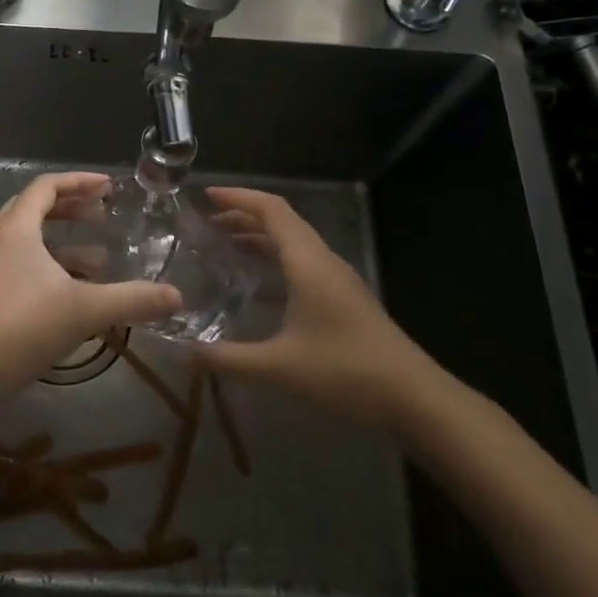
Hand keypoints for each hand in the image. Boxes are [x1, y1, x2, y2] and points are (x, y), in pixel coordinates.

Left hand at [0, 172, 182, 422]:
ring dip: (59, 240)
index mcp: (14, 228)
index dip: (79, 182)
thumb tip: (178, 296)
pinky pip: (15, 260)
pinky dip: (44, 263)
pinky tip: (67, 289)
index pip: (46, 186)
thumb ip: (133, 300)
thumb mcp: (84, 311)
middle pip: (33, 207)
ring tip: (96, 257)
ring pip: (24, 237)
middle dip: (70, 208)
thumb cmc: (21, 329)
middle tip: (102, 216)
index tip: (109, 187)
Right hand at [199, 187, 454, 435]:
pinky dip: (274, 263)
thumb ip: (227, 358)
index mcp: (309, 263)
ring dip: (259, 239)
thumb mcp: (279, 367)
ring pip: (294, 244)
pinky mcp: (344, 300)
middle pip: (282, 222)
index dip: (238, 198)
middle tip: (205, 224)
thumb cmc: (347, 373)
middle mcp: (324, 262)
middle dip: (242, 216)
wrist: (416, 400)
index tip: (205, 196)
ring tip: (223, 247)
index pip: (272, 210)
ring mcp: (337, 281)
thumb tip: (181, 354)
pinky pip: (303, 265)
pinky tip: (255, 289)